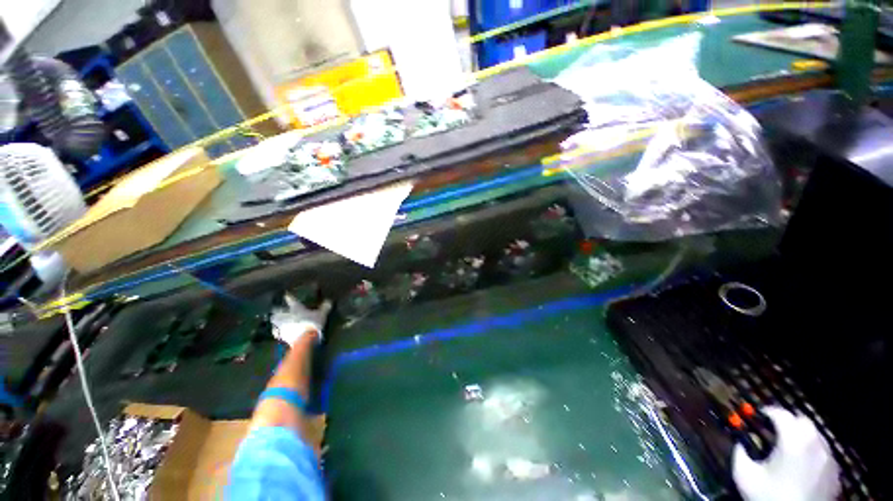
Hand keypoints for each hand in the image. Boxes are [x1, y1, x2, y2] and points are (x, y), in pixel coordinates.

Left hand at [270, 294, 332, 347]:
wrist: (304, 339)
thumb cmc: (313, 323)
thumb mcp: (322, 314)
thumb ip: (325, 307)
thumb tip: (329, 301)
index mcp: (296, 308)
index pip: (291, 300)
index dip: (289, 297)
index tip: (286, 294)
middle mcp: (287, 315)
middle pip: (278, 311)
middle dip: (277, 310)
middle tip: (276, 309)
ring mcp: (282, 325)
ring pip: (275, 321)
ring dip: (275, 320)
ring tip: (275, 320)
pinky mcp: (281, 335)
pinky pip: (276, 332)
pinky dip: (276, 331)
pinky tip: (276, 332)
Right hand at [732, 406, 839, 500]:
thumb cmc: (768, 496)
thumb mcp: (744, 475)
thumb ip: (739, 453)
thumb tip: (740, 442)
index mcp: (792, 441)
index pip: (781, 414)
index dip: (768, 411)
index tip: (758, 415)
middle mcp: (814, 444)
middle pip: (804, 421)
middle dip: (789, 422)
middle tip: (775, 430)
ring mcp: (829, 460)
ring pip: (817, 437)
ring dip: (802, 437)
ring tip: (789, 449)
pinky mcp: (835, 474)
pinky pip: (824, 454)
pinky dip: (813, 453)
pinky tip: (803, 466)